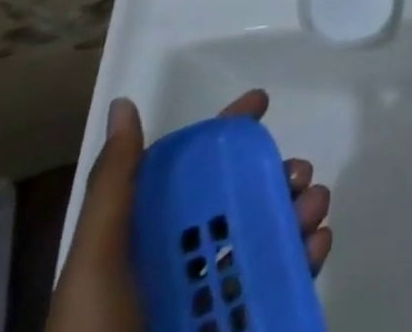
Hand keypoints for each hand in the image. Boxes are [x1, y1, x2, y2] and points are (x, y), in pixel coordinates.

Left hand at [46, 90, 332, 331]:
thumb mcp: (94, 266)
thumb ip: (114, 185)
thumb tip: (123, 103)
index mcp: (151, 244)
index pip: (195, 174)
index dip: (228, 134)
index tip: (263, 102)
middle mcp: (185, 268)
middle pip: (240, 203)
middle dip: (275, 175)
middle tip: (298, 171)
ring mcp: (215, 305)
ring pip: (266, 240)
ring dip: (297, 212)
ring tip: (315, 205)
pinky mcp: (247, 327)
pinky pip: (281, 287)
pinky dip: (305, 258)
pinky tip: (318, 244)